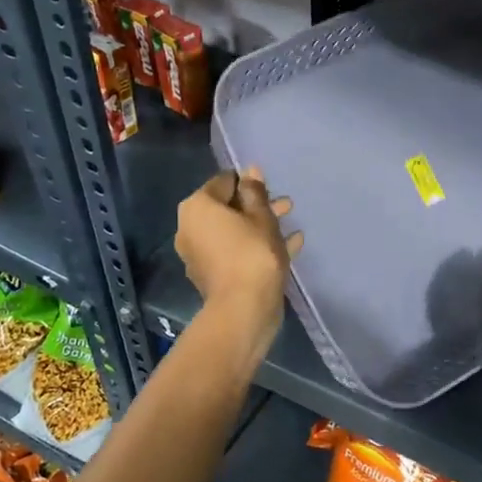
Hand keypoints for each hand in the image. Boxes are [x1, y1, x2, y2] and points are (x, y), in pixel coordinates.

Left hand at [175, 167, 300, 336]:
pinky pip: (235, 251)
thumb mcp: (261, 216)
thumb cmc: (253, 253)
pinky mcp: (212, 275)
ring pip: (233, 231)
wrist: (244, 309)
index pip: (224, 182)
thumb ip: (255, 192)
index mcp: (197, 207)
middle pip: (227, 209)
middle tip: (285, 206)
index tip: (271, 188)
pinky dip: (256, 246)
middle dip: (257, 206)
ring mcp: (199, 254)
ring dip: (260, 226)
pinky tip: (289, 245)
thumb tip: (250, 171)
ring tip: (291, 225)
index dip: (249, 182)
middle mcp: (190, 228)